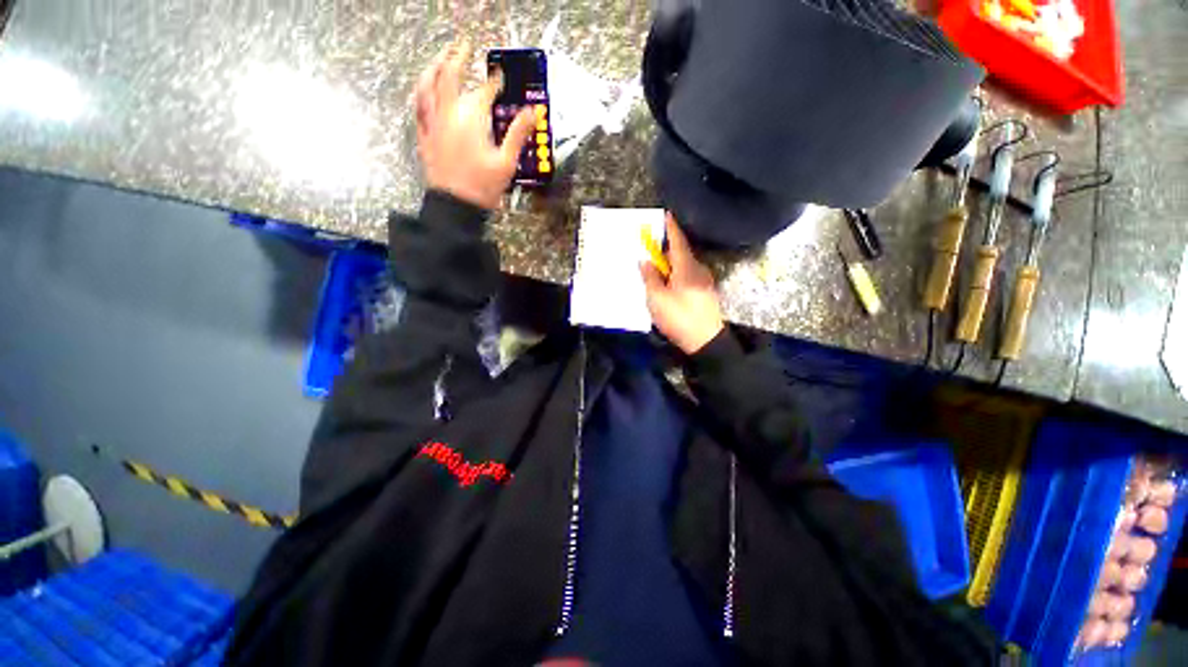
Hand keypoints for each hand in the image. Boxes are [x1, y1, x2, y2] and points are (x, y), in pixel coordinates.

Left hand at [414, 41, 534, 209]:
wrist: (456, 205)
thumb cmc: (483, 186)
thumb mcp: (507, 162)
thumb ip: (518, 133)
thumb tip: (533, 111)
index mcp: (471, 119)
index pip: (483, 91)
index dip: (493, 82)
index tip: (499, 77)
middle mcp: (449, 114)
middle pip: (449, 76)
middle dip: (456, 57)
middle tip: (463, 45)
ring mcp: (433, 123)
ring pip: (427, 85)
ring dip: (433, 67)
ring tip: (440, 58)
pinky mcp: (424, 135)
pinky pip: (418, 106)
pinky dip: (421, 91)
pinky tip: (423, 88)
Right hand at [640, 213, 724, 353]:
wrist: (706, 341)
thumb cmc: (679, 318)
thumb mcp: (657, 299)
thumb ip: (650, 277)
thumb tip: (646, 261)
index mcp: (687, 268)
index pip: (678, 241)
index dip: (671, 228)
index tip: (666, 214)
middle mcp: (698, 270)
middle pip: (681, 253)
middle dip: (667, 248)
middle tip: (652, 247)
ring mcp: (704, 282)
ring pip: (685, 266)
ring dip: (671, 264)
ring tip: (657, 269)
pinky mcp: (705, 293)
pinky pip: (688, 276)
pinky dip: (677, 274)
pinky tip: (668, 284)